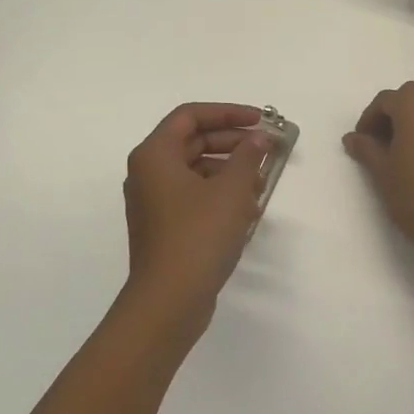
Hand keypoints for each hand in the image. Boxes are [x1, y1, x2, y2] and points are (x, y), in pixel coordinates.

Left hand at [123, 103, 271, 327]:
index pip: (190, 116)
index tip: (260, 120)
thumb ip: (248, 156)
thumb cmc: (199, 235)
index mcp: (155, 155)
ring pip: (195, 170)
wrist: (169, 301)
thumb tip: (259, 138)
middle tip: (266, 148)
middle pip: (193, 141)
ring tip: (261, 182)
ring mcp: (153, 202)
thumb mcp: (231, 190)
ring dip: (230, 170)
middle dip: (232, 142)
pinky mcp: (164, 226)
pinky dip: (220, 194)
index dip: (228, 112)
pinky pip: (193, 195)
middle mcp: (148, 173)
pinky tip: (248, 209)